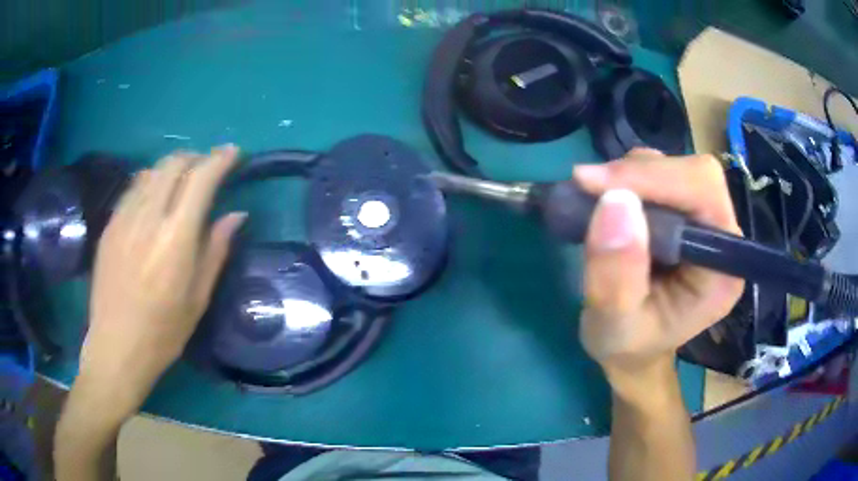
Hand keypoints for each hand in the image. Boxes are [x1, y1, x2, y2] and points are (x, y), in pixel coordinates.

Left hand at [78, 145, 245, 414]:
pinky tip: (154, 199)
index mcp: (175, 237)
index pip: (201, 178)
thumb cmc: (163, 331)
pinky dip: (150, 182)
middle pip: (174, 163)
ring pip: (152, 171)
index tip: (233, 154)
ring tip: (181, 183)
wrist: (116, 346)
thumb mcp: (198, 297)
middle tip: (207, 170)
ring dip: (172, 168)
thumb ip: (216, 249)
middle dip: (195, 158)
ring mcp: (124, 218)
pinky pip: (133, 188)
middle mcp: (148, 217)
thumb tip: (237, 214)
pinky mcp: (110, 225)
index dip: (220, 159)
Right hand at [573, 149, 743, 397]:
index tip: (595, 184)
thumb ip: (616, 276)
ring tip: (596, 202)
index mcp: (722, 270)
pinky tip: (610, 202)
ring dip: (631, 174)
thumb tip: (615, 202)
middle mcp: (723, 238)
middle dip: (640, 174)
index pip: (705, 196)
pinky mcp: (686, 212)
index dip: (657, 179)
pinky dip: (629, 177)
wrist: (632, 350)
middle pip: (694, 174)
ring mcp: (705, 221)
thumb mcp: (613, 326)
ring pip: (676, 166)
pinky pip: (661, 172)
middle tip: (587, 188)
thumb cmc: (627, 346)